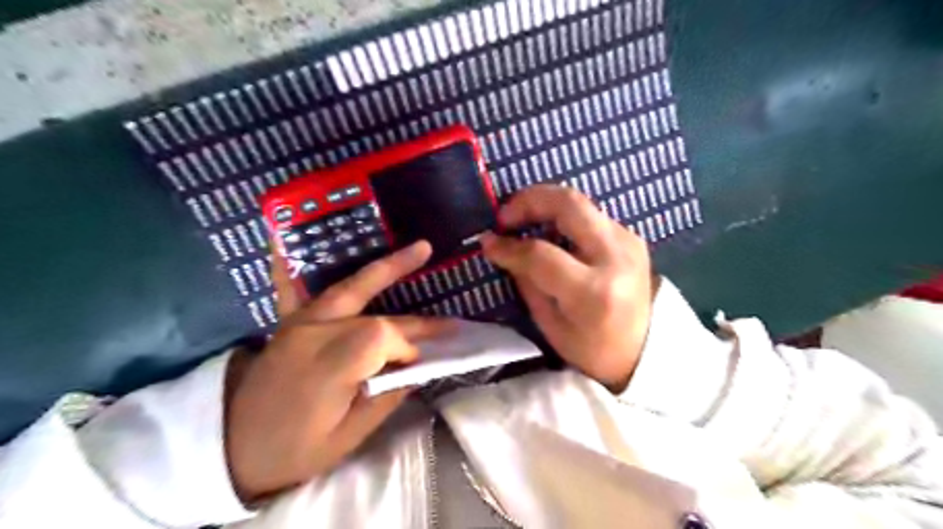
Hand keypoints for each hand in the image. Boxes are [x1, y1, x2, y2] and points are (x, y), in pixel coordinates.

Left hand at [224, 242, 453, 501]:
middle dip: (413, 323)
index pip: (380, 338)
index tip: (416, 366)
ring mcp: (299, 323)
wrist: (232, 446)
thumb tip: (416, 369)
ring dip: (388, 269)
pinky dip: (291, 262)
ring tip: (422, 249)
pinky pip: (292, 285)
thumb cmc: (294, 449)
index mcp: (327, 369)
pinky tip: (286, 235)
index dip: (406, 348)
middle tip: (448, 325)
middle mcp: (314, 335)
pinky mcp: (290, 321)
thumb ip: (384, 399)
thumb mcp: (346, 439)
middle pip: (374, 316)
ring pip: (350, 288)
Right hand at [479, 186, 656, 392]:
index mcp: (593, 292)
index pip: (541, 254)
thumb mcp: (551, 326)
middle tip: (505, 215)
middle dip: (529, 200)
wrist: (645, 352)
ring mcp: (629, 243)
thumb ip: (528, 282)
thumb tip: (505, 248)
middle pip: (569, 205)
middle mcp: (615, 258)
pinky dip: (563, 216)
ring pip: (580, 202)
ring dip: (546, 204)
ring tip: (523, 220)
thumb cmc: (593, 351)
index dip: (508, 245)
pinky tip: (550, 231)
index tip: (487, 241)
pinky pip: (591, 214)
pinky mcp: (632, 237)